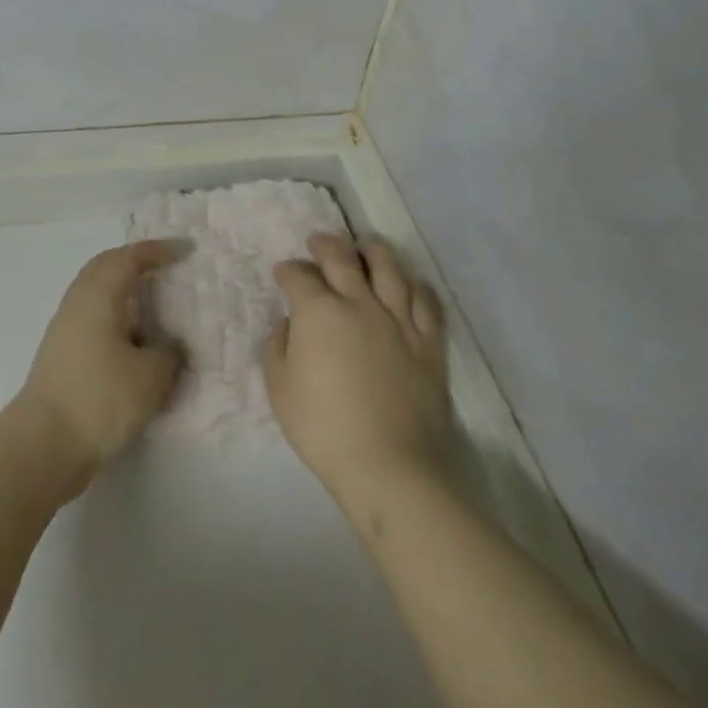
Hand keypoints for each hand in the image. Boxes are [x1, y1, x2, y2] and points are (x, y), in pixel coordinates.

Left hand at [15, 240, 188, 488]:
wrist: (43, 444)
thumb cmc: (100, 398)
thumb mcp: (151, 376)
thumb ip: (169, 353)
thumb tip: (169, 346)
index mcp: (99, 294)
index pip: (130, 257)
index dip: (159, 251)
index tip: (187, 251)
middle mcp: (78, 302)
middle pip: (106, 266)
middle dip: (136, 261)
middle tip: (166, 266)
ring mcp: (65, 328)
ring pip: (97, 292)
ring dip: (125, 289)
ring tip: (154, 302)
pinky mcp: (61, 353)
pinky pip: (93, 316)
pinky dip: (117, 315)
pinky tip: (134, 340)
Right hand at [264, 234, 455, 501]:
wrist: (389, 465)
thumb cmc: (324, 427)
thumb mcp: (280, 388)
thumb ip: (278, 347)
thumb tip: (288, 324)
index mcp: (319, 312)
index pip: (300, 276)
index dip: (288, 270)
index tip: (283, 273)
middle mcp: (360, 303)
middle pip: (342, 258)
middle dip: (326, 245)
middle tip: (318, 242)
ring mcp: (399, 320)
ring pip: (389, 269)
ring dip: (373, 251)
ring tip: (366, 246)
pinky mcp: (429, 343)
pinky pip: (427, 302)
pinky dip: (417, 286)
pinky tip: (411, 284)